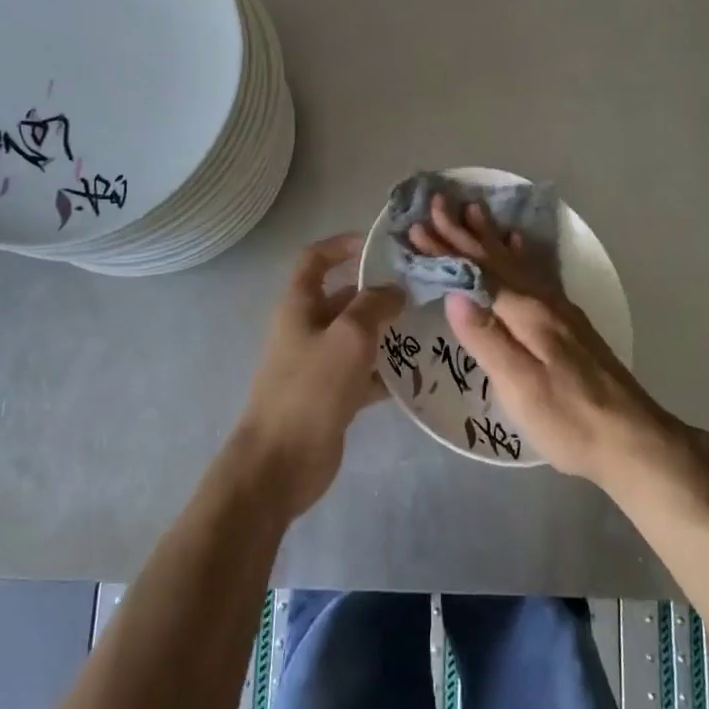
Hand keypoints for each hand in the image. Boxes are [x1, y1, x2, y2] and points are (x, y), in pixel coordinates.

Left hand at [233, 234, 404, 518]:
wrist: (280, 463)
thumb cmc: (311, 388)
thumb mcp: (348, 336)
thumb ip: (373, 305)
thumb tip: (394, 289)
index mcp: (299, 305)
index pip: (316, 260)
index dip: (342, 245)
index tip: (378, 246)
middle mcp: (307, 328)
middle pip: (343, 298)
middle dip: (378, 292)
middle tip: (421, 290)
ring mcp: (318, 364)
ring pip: (356, 337)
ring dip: (387, 332)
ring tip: (428, 327)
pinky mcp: (332, 396)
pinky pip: (363, 373)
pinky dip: (386, 372)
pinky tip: (418, 373)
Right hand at [410, 197, 677, 487]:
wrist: (634, 440)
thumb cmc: (570, 420)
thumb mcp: (521, 386)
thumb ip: (487, 339)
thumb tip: (455, 292)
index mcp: (526, 314)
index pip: (477, 273)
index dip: (446, 251)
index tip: (418, 228)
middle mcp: (543, 302)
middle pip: (496, 260)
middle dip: (463, 233)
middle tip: (438, 204)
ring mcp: (560, 310)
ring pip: (517, 262)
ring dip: (491, 237)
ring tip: (474, 210)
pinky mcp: (570, 323)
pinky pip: (538, 273)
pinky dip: (523, 254)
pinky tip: (520, 245)